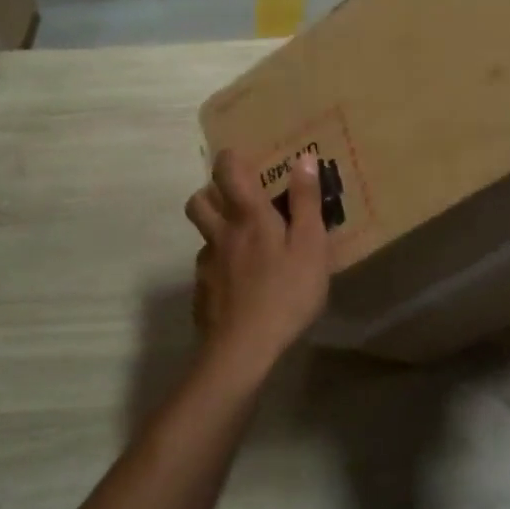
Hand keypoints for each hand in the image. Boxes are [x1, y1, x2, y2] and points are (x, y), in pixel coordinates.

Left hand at [184, 150, 330, 381]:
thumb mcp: (310, 246)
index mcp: (248, 217)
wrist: (242, 350)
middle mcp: (221, 234)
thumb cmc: (286, 293)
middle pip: (199, 200)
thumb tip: (304, 158)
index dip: (230, 159)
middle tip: (236, 198)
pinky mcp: (202, 293)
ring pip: (202, 234)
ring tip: (242, 241)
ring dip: (215, 228)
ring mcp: (207, 265)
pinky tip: (240, 283)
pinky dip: (220, 265)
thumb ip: (306, 202)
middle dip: (212, 191)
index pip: (228, 172)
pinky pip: (207, 267)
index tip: (244, 158)